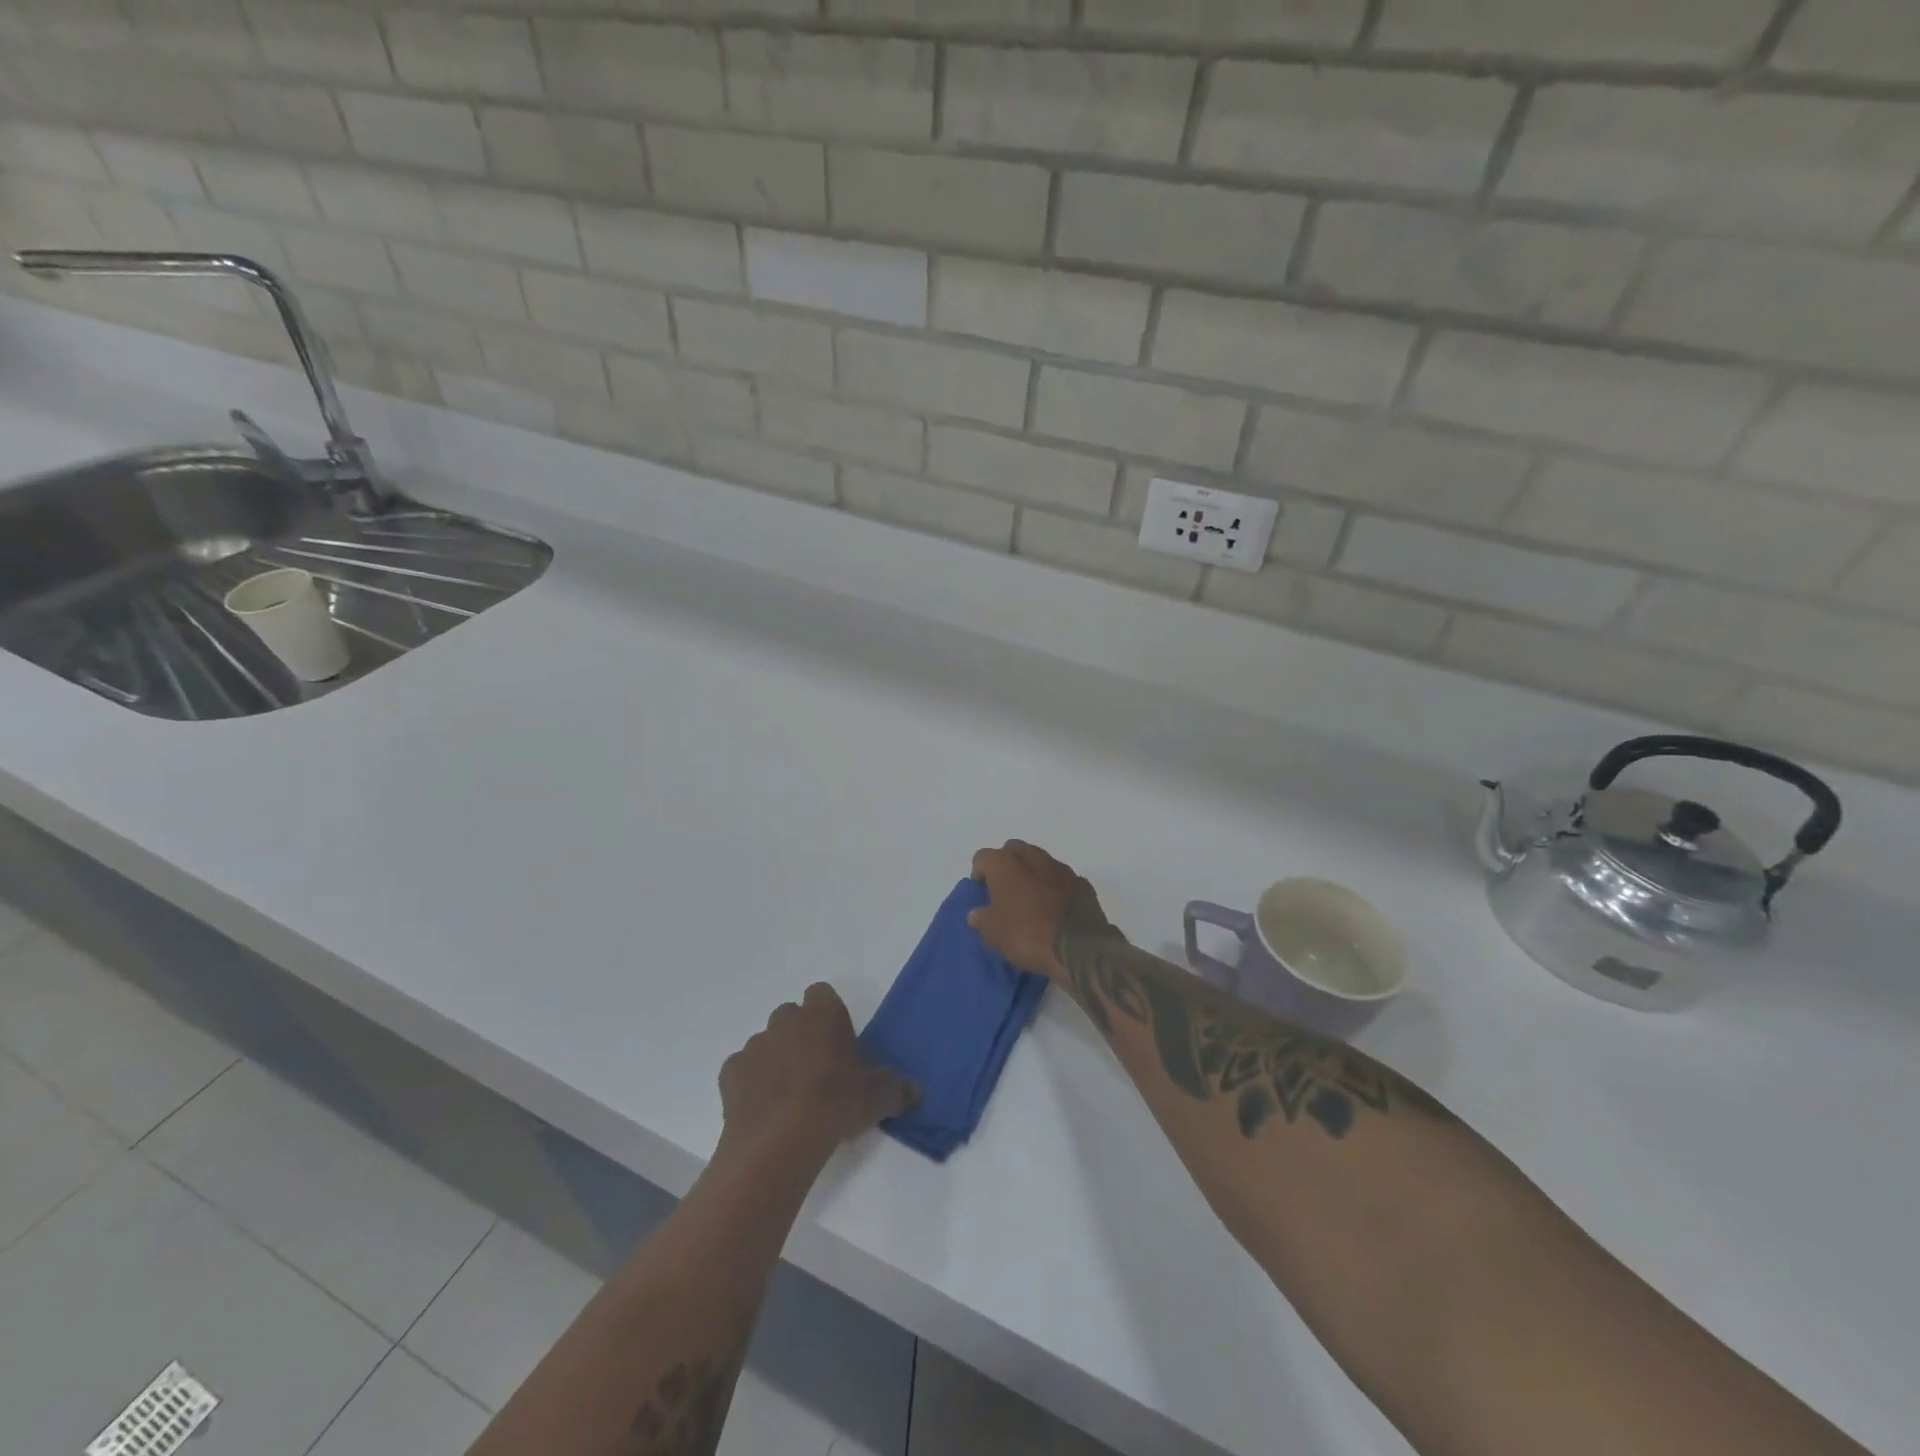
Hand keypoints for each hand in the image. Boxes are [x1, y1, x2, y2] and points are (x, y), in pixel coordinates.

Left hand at [718, 984, 915, 1162]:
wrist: (778, 1142)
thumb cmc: (834, 1104)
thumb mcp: (878, 1097)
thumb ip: (898, 1088)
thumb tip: (915, 1090)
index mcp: (822, 1013)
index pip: (822, 994)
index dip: (829, 1016)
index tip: (838, 1043)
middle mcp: (785, 1019)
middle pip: (793, 1017)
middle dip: (802, 1036)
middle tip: (817, 1071)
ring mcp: (755, 1044)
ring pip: (768, 1043)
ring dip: (777, 1060)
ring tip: (790, 1097)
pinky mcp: (731, 1073)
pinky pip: (744, 1071)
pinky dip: (753, 1084)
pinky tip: (765, 1110)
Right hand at [968, 840, 1115, 981]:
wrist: (1079, 946)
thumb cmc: (1026, 934)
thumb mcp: (993, 934)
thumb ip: (981, 919)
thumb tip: (977, 913)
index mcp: (1004, 863)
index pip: (982, 858)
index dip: (979, 874)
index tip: (982, 894)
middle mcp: (1032, 856)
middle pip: (1013, 852)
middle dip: (1007, 867)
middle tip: (1005, 893)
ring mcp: (1060, 867)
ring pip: (1039, 862)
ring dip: (1032, 875)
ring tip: (1031, 903)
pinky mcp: (1081, 882)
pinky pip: (1061, 880)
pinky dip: (1055, 888)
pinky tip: (1055, 910)